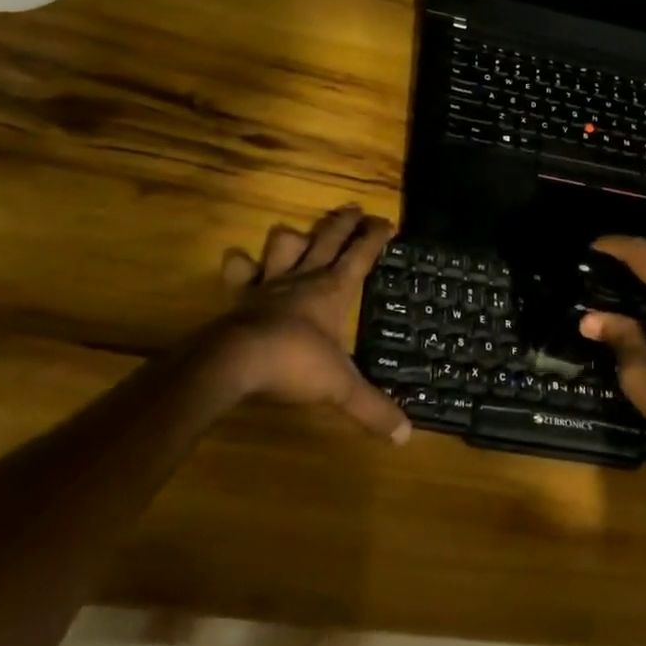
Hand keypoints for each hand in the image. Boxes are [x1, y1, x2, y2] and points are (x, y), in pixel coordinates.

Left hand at [202, 205, 410, 443]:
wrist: (238, 362)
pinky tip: (242, 262)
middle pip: (327, 238)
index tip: (387, 222)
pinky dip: (241, 264)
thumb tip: (406, 436)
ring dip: (295, 236)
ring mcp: (270, 283)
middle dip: (343, 222)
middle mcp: (304, 278)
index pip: (361, 255)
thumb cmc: (296, 365)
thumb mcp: (342, 389)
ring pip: (285, 244)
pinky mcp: (241, 295)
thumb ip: (373, 409)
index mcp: (333, 290)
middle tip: (354, 208)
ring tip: (301, 233)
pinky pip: (240, 271)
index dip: (375, 237)